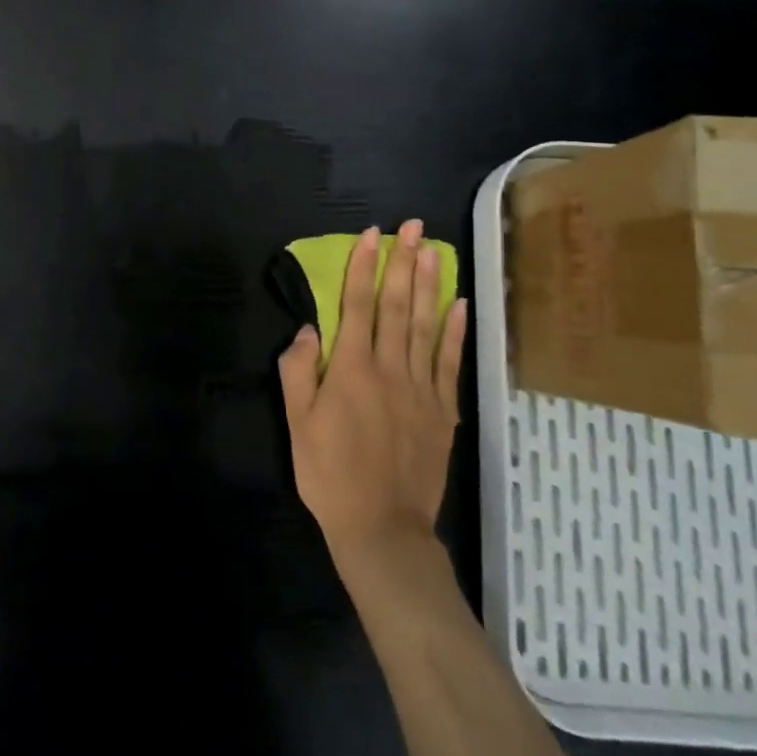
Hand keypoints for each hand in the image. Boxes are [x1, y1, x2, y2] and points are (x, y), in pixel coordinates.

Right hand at [278, 221, 467, 559]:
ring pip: (427, 326)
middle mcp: (390, 368)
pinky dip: (455, 331)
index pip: (358, 305)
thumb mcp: (296, 423)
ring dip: (430, 284)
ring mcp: (422, 388)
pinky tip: (460, 305)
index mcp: (351, 368)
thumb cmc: (329, 474)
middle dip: (404, 262)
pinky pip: (450, 362)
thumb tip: (308, 329)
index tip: (373, 234)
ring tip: (435, 250)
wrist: (382, 528)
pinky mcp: (442, 410)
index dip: (365, 266)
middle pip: (398, 305)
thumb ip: (297, 370)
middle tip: (414, 227)